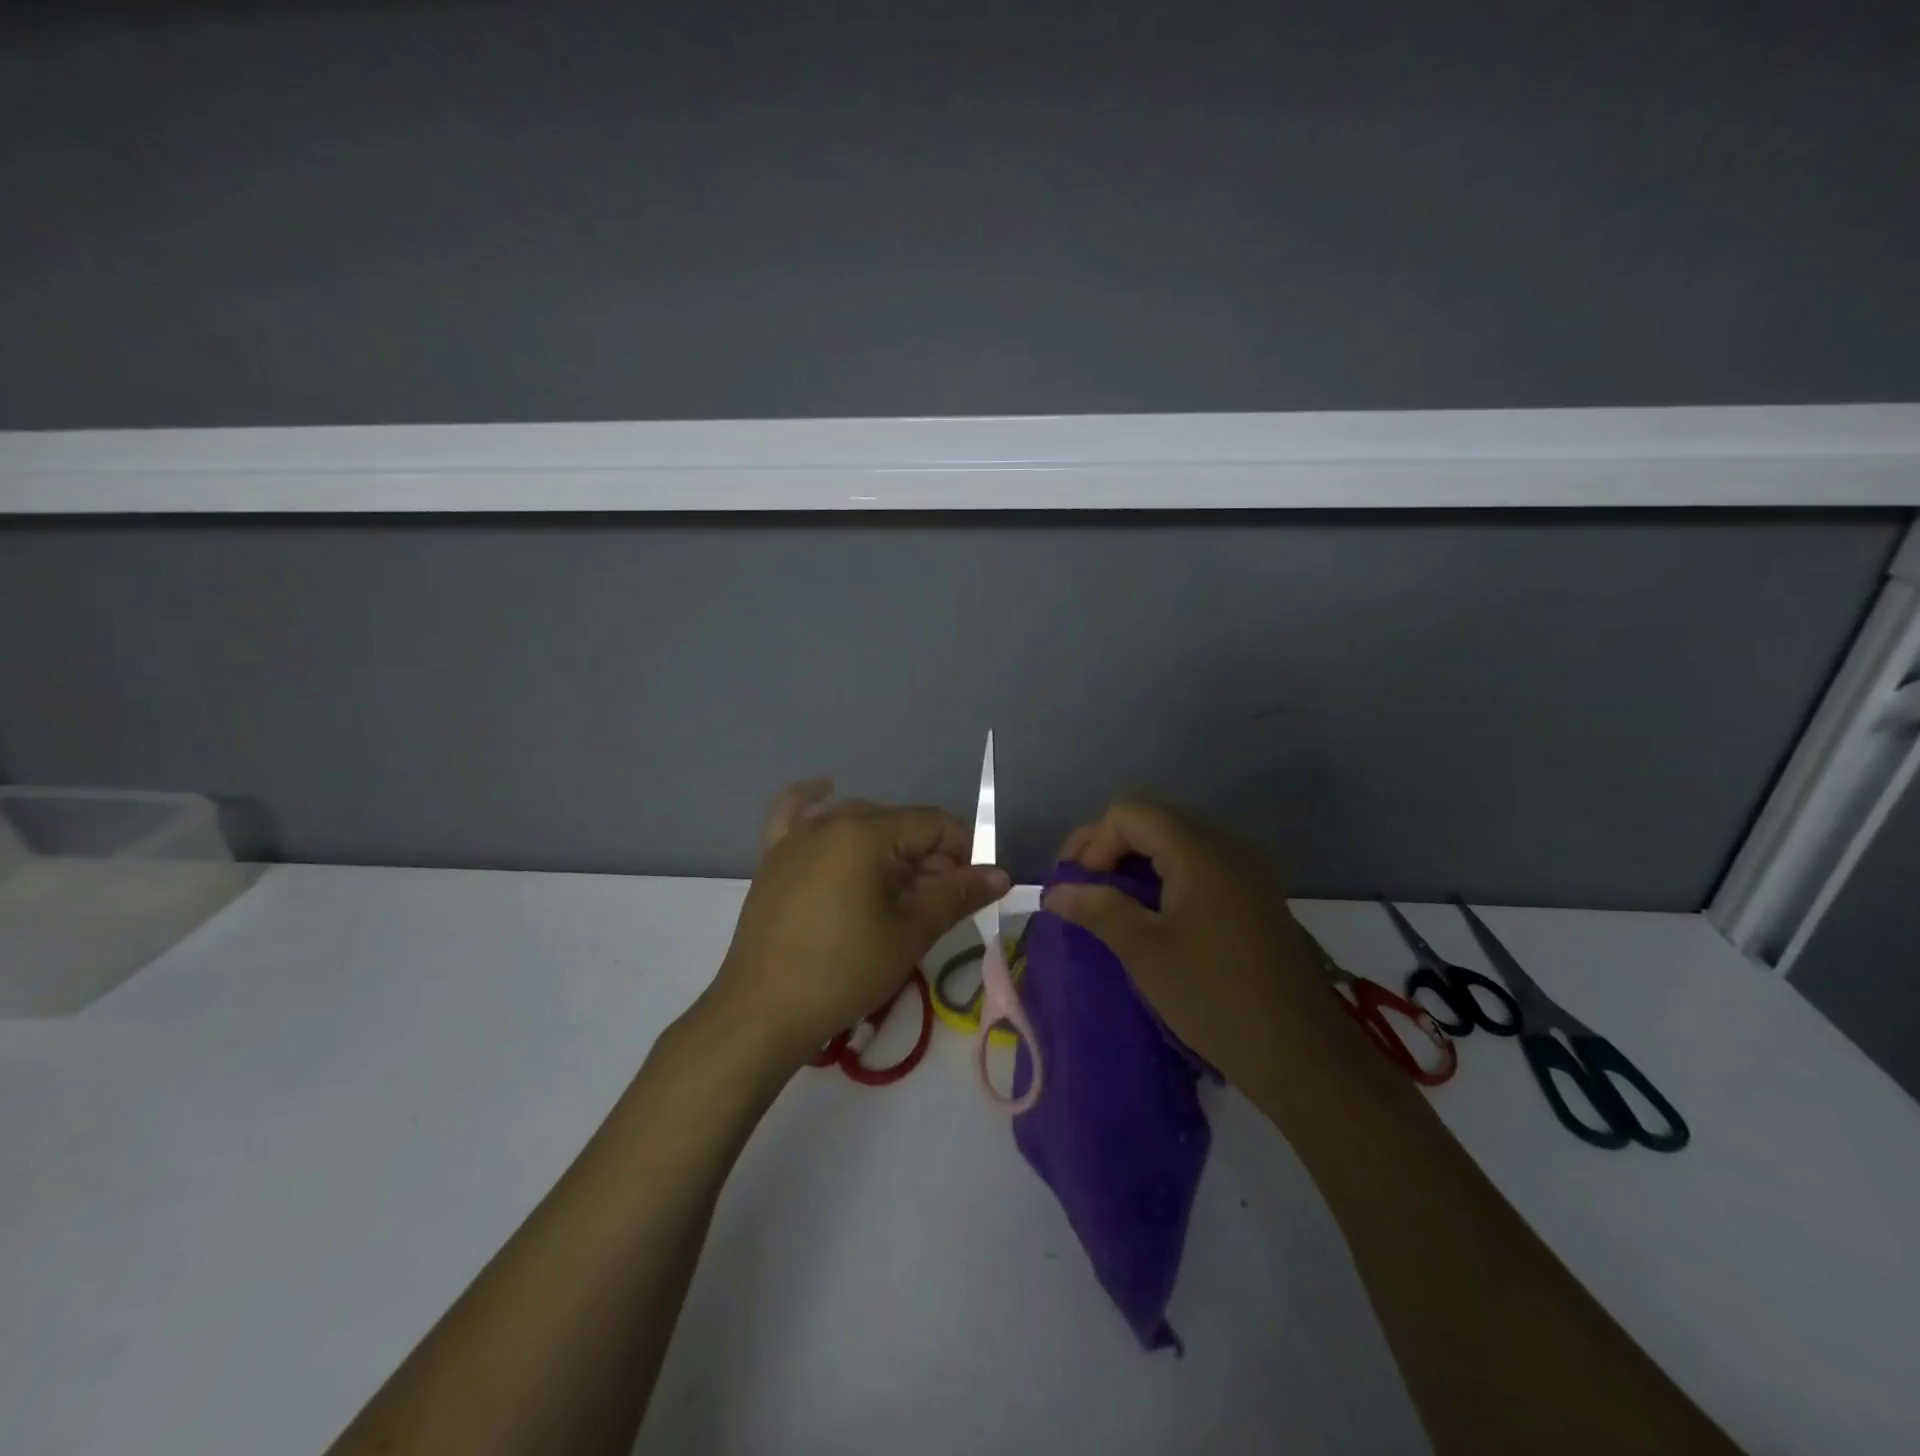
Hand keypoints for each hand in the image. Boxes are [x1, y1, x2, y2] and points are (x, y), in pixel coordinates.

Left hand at [708, 779, 1009, 1068]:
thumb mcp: (910, 933)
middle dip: (928, 857)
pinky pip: (796, 814)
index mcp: (866, 831)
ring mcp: (796, 836)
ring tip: (901, 889)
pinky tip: (826, 791)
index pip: (933, 824)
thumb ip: (957, 895)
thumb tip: (1001, 874)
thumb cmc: (844, 971)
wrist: (762, 1013)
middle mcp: (830, 820)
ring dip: (888, 848)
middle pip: (898, 825)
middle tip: (940, 903)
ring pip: (858, 824)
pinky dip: (815, 801)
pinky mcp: (773, 857)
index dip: (964, 852)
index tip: (974, 889)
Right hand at [1044, 798, 1342, 1089]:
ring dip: (1134, 866)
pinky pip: (1197, 868)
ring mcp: (1246, 872)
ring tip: (1107, 904)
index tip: (1078, 888)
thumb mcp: (1145, 951)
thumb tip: (1054, 891)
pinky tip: (1148, 916)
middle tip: (1079, 889)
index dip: (1094, 842)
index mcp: (1200, 851)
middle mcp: (1227, 848)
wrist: (1303, 1054)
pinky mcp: (1254, 898)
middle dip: (1107, 849)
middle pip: (1152, 822)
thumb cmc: (1215, 996)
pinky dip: (1162, 881)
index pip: (1130, 813)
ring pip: (1174, 844)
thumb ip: (1098, 908)